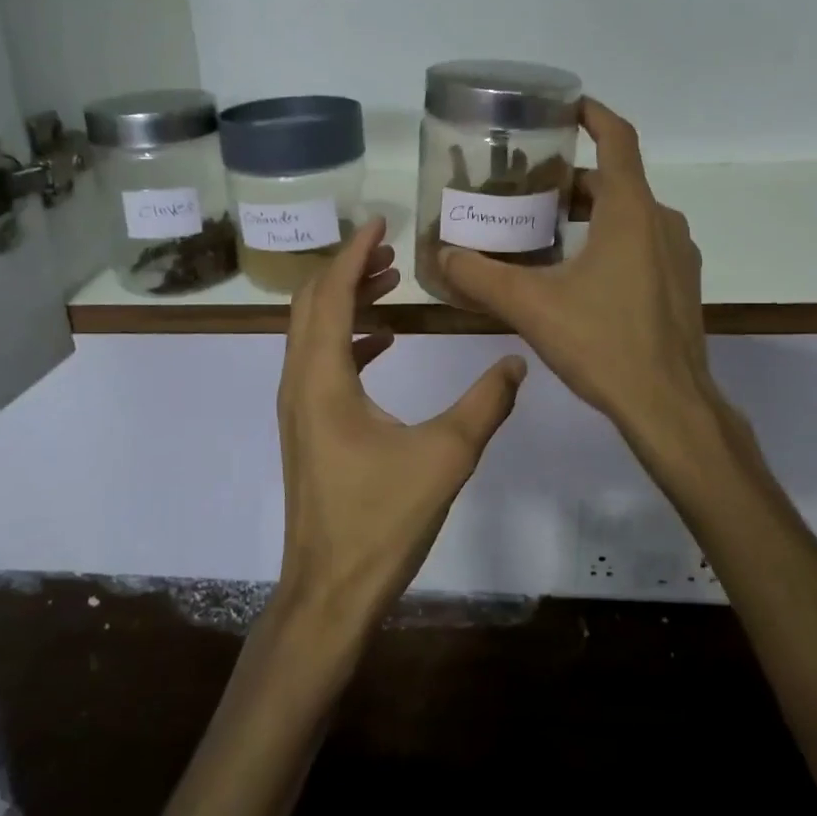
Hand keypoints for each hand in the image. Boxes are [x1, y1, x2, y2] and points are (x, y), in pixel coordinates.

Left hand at [275, 216, 525, 635]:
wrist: (328, 593)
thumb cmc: (380, 522)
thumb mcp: (445, 457)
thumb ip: (485, 404)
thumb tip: (517, 363)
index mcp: (322, 378)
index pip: (331, 294)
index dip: (354, 252)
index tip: (381, 222)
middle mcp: (300, 382)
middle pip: (312, 304)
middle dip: (349, 270)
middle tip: (394, 252)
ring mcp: (298, 407)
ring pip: (313, 332)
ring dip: (346, 302)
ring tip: (392, 285)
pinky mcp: (307, 428)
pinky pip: (320, 363)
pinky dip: (348, 339)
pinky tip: (384, 343)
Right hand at [439, 99, 721, 454]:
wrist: (669, 406)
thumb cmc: (603, 343)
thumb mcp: (532, 306)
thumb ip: (481, 277)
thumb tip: (441, 257)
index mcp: (631, 211)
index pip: (617, 138)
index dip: (592, 114)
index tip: (563, 105)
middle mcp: (661, 223)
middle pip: (614, 181)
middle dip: (570, 179)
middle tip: (526, 188)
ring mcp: (677, 255)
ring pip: (629, 215)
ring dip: (589, 213)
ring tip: (543, 229)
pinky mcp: (680, 286)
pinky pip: (642, 244)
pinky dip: (609, 240)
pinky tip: (576, 273)